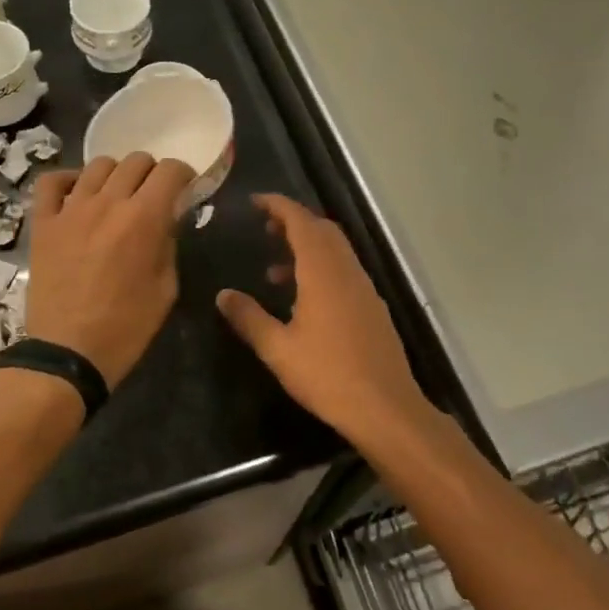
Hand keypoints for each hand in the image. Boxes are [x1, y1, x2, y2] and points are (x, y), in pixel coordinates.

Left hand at [25, 154, 197, 388]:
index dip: (183, 175)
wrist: (68, 353)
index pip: (170, 171)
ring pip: (98, 165)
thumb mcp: (166, 288)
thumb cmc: (126, 327)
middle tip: (153, 196)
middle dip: (152, 173)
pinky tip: (79, 194)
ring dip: (116, 175)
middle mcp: (108, 202)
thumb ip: (169, 243)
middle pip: (136, 161)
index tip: (185, 189)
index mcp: (144, 218)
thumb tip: (167, 218)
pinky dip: (69, 179)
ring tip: (118, 196)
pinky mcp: (44, 222)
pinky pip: (52, 182)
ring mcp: (71, 209)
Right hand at [218, 194, 432, 447]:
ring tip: (274, 271)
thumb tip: (223, 295)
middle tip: (264, 231)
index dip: (278, 206)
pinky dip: (321, 267)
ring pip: (336, 250)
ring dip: (307, 247)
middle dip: (293, 222)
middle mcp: (347, 271)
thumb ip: (249, 318)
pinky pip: (344, 270)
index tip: (255, 201)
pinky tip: (304, 299)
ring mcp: (364, 288)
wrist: (385, 408)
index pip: (301, 222)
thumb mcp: (278, 349)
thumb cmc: (327, 375)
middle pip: (322, 230)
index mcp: (322, 272)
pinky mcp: (373, 307)